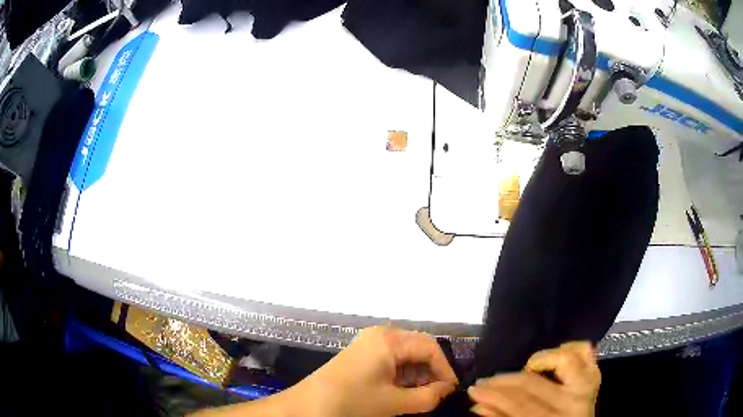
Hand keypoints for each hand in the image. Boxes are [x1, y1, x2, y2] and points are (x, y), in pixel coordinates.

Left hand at [295, 326, 458, 416]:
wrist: (307, 407)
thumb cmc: (353, 401)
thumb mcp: (394, 402)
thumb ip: (428, 396)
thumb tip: (447, 391)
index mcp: (389, 339)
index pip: (430, 348)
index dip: (445, 369)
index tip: (451, 391)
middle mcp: (381, 335)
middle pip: (418, 349)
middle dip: (431, 373)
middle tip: (438, 395)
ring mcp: (369, 345)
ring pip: (406, 357)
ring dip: (418, 376)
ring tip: (423, 397)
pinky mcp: (362, 356)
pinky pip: (391, 362)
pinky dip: (402, 377)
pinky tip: (405, 393)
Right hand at [467, 342, 599, 416]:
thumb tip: (477, 404)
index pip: (520, 405)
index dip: (494, 397)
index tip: (474, 389)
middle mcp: (574, 400)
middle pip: (535, 384)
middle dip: (504, 381)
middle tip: (486, 380)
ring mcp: (587, 384)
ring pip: (564, 358)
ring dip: (540, 360)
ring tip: (524, 369)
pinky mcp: (594, 373)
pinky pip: (585, 350)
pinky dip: (568, 347)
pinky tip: (553, 354)